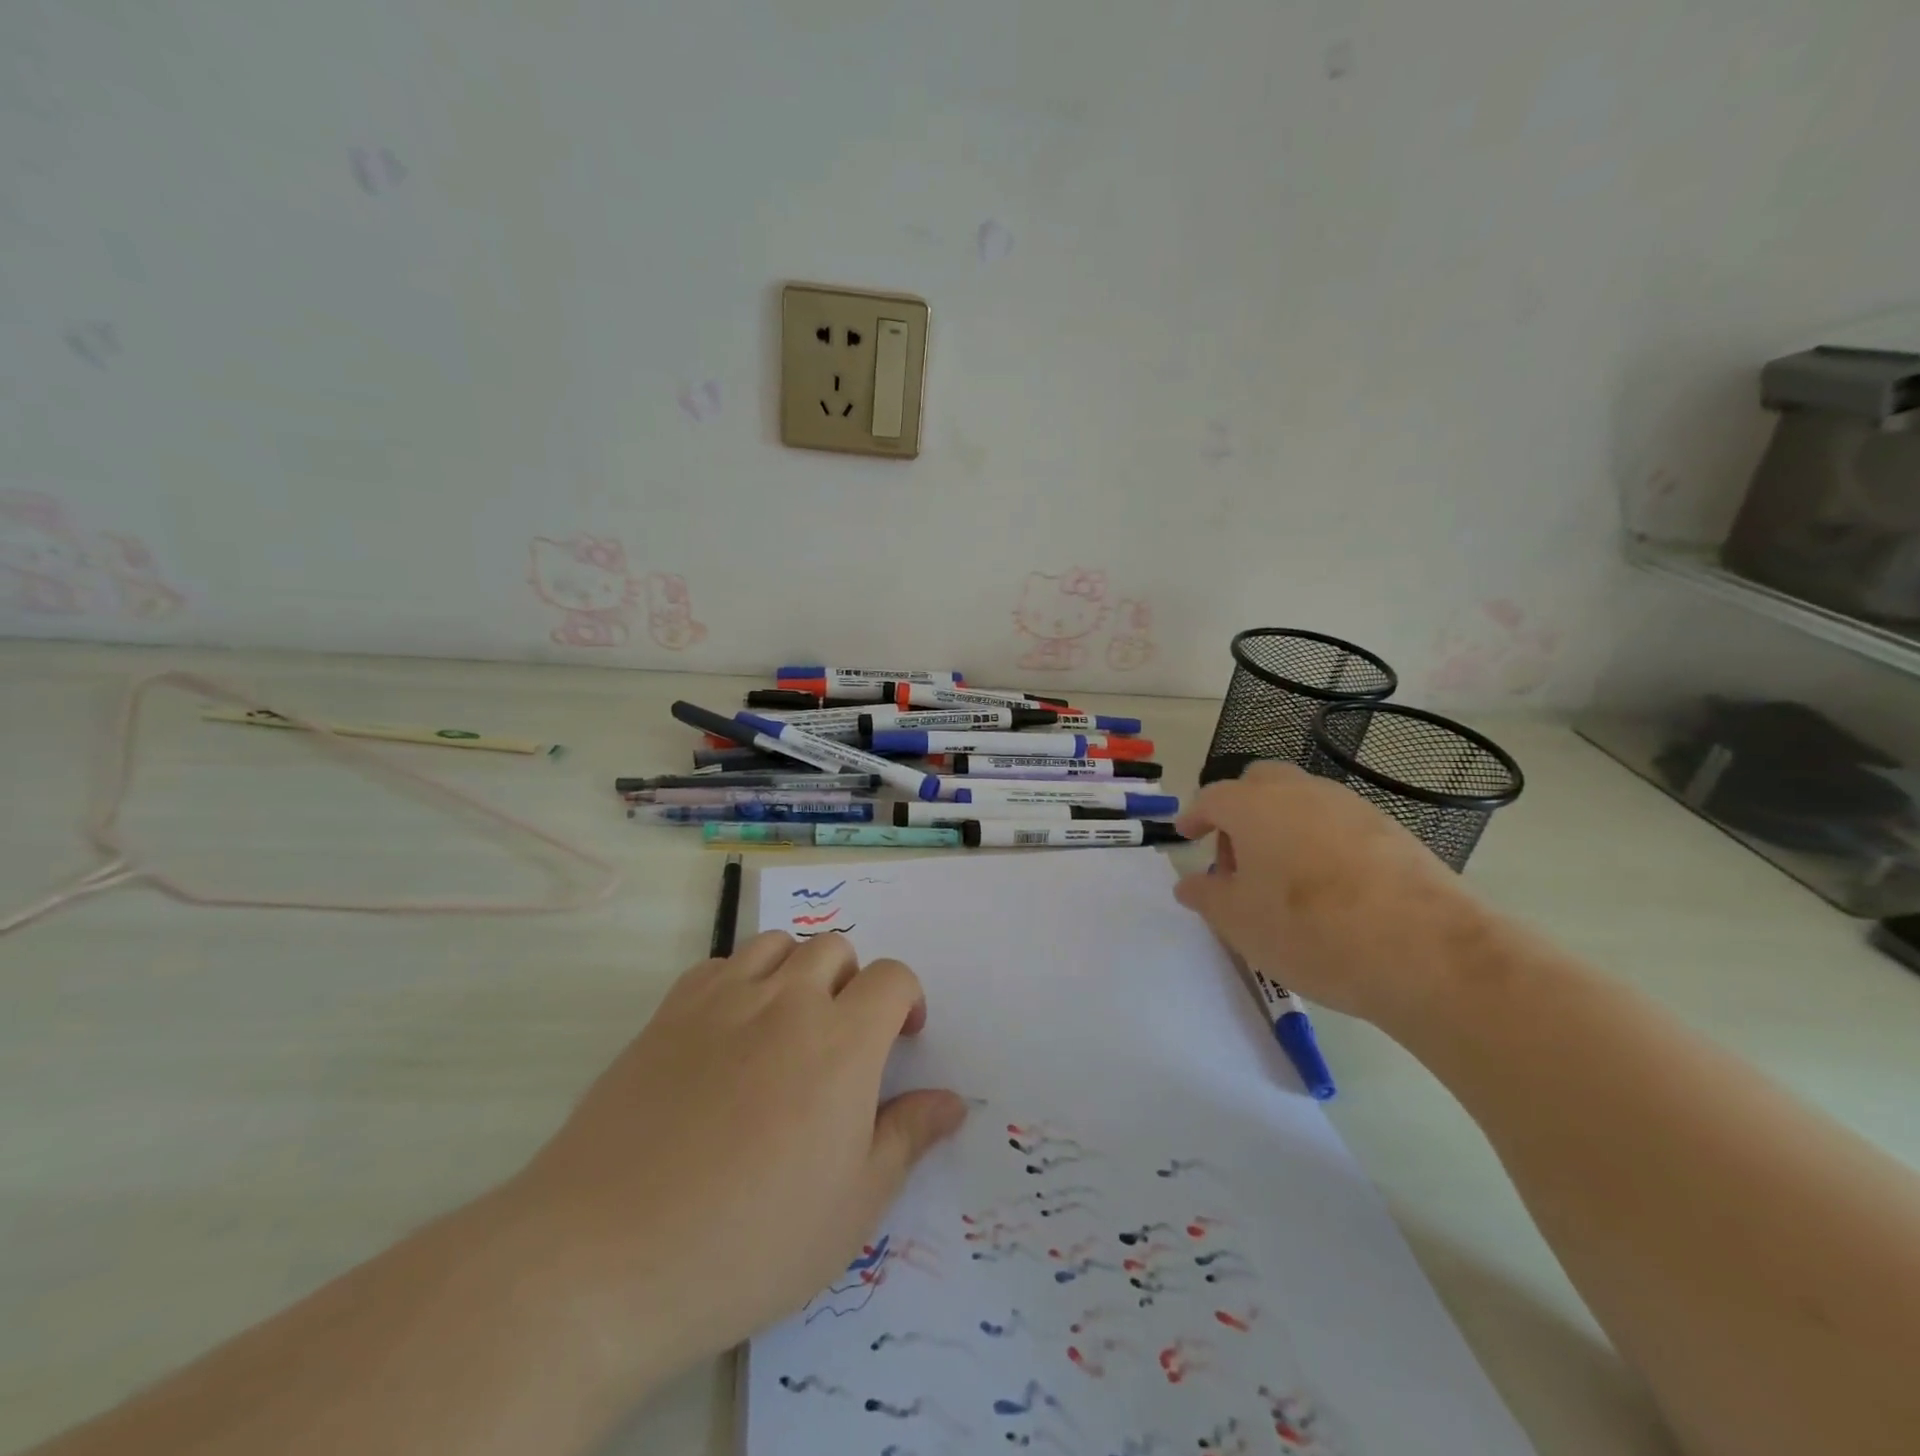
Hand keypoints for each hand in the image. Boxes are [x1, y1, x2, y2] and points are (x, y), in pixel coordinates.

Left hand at [504, 932, 965, 1393]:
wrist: (607, 1255)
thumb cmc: (749, 1239)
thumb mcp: (852, 1206)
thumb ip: (907, 1138)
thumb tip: (953, 1102)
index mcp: (842, 1041)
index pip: (893, 977)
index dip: (907, 1000)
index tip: (902, 1039)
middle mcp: (787, 1001)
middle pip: (836, 949)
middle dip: (853, 982)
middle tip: (842, 1039)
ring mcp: (723, 999)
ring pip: (778, 945)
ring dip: (798, 971)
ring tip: (787, 1025)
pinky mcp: (669, 1012)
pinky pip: (720, 964)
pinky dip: (740, 979)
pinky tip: (729, 1031)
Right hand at [1172, 763, 1490, 1028]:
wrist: (1428, 951)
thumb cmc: (1310, 931)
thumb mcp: (1239, 922)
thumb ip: (1206, 896)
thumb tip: (1190, 883)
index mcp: (1254, 806)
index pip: (1212, 798)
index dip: (1195, 817)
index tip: (1186, 836)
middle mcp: (1300, 792)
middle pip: (1259, 783)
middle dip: (1239, 812)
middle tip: (1237, 860)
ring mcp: (1350, 806)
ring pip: (1301, 800)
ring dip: (1280, 825)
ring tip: (1282, 877)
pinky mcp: (1391, 829)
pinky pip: (1338, 822)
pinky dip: (1319, 840)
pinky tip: (1329, 885)